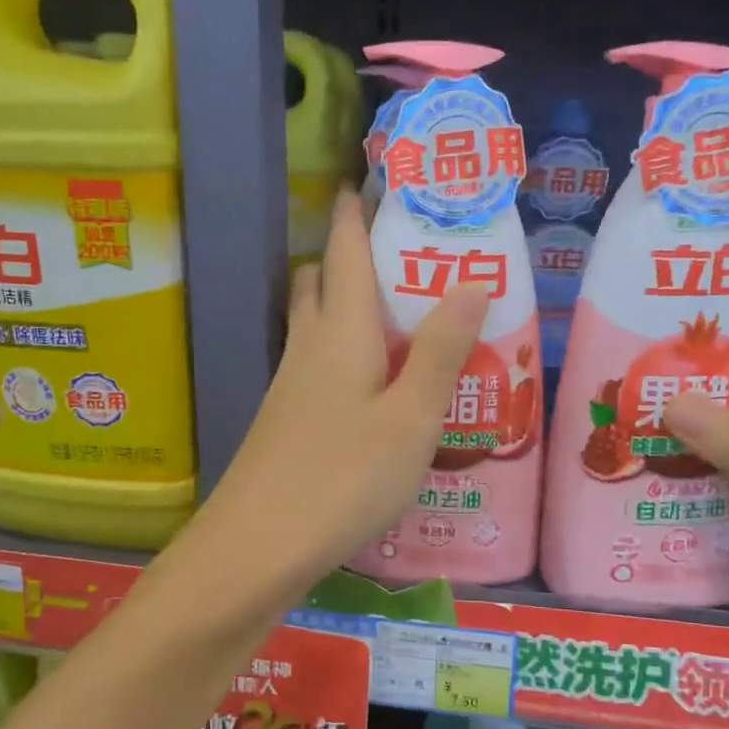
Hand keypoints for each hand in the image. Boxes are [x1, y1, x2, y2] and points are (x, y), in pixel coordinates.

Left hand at [200, 191, 487, 590]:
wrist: (257, 548)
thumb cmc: (344, 478)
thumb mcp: (411, 418)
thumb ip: (441, 351)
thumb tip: (470, 280)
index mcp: (340, 332)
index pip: (345, 250)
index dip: (358, 211)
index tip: (376, 180)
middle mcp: (308, 347)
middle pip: (321, 281)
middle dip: (351, 256)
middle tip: (406, 257)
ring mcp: (291, 386)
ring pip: (316, 325)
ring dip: (349, 307)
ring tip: (404, 319)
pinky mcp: (287, 421)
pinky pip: (317, 365)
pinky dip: (345, 353)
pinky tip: (377, 387)